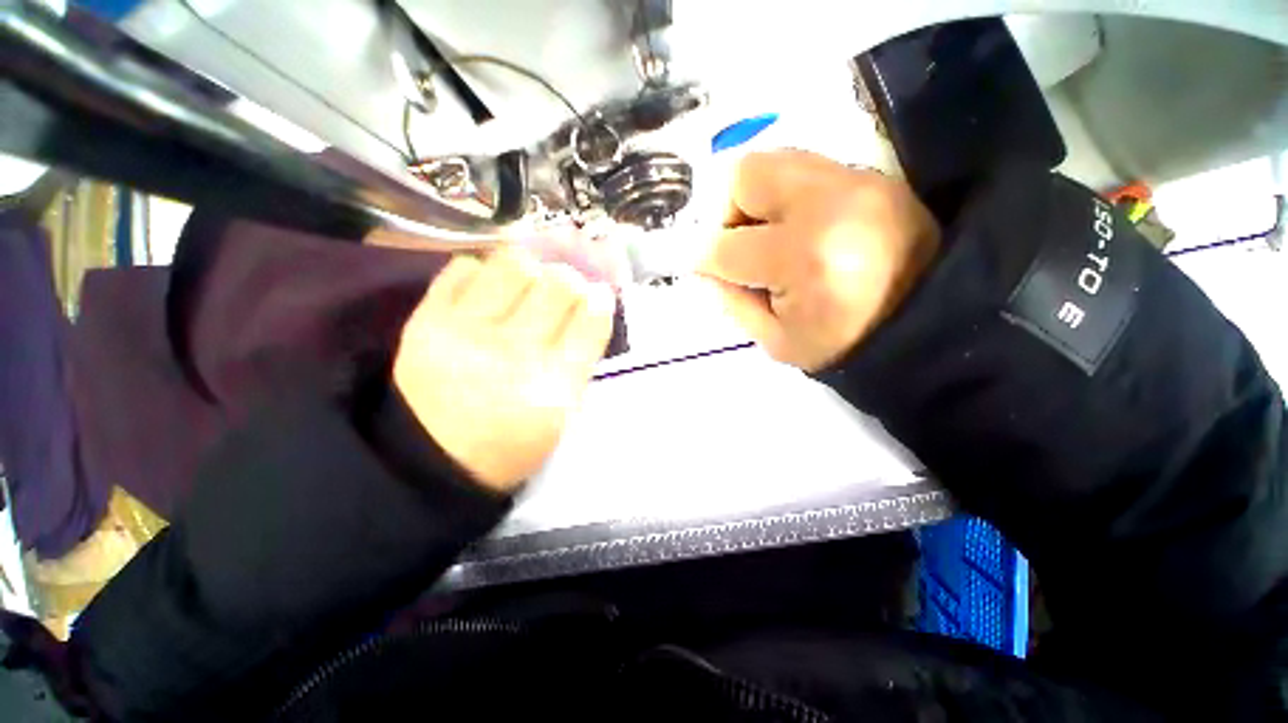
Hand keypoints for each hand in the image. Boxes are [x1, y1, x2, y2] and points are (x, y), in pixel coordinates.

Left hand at [393, 248, 615, 491]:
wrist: (433, 458)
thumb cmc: (512, 441)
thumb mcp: (564, 414)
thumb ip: (581, 359)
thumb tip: (592, 305)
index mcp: (555, 386)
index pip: (592, 319)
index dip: (600, 300)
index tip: (598, 296)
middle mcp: (515, 353)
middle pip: (559, 284)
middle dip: (570, 281)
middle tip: (563, 290)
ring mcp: (467, 333)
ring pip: (513, 264)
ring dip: (530, 269)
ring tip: (526, 285)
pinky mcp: (427, 320)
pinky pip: (463, 268)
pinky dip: (484, 273)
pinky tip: (488, 291)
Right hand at [696, 150, 940, 371]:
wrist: (928, 322)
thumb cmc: (844, 343)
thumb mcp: (776, 340)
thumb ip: (732, 301)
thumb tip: (705, 268)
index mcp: (802, 259)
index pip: (726, 246)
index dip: (703, 259)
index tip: (702, 267)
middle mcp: (826, 206)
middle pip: (746, 176)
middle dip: (728, 213)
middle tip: (741, 243)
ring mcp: (854, 182)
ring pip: (774, 161)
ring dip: (757, 199)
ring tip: (771, 234)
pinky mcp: (871, 176)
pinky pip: (807, 168)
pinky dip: (788, 195)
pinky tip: (800, 226)